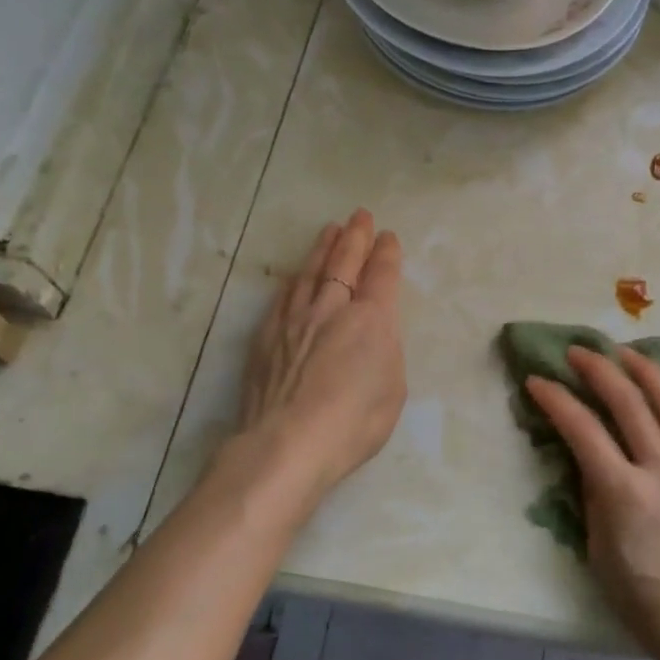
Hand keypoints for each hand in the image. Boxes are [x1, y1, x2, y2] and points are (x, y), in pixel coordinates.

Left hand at [238, 210, 406, 495]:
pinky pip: (284, 296)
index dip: (386, 253)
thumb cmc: (353, 423)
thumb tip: (373, 336)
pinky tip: (296, 274)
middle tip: (360, 216)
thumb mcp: (393, 390)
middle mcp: (333, 308)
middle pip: (345, 262)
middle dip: (355, 236)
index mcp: (371, 320)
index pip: (381, 275)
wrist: (287, 444)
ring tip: (330, 230)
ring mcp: (295, 319)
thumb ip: (386, 353)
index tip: (387, 236)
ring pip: (311, 271)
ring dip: (323, 248)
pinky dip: (294, 279)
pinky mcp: (267, 336)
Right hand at [524, 348, 659, 659]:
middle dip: (599, 369)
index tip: (537, 380)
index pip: (582, 429)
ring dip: (647, 371)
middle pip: (628, 403)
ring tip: (627, 352)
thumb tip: (587, 454)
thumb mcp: (597, 549)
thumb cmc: (640, 597)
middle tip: (579, 351)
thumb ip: (592, 494)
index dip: (556, 400)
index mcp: (623, 492)